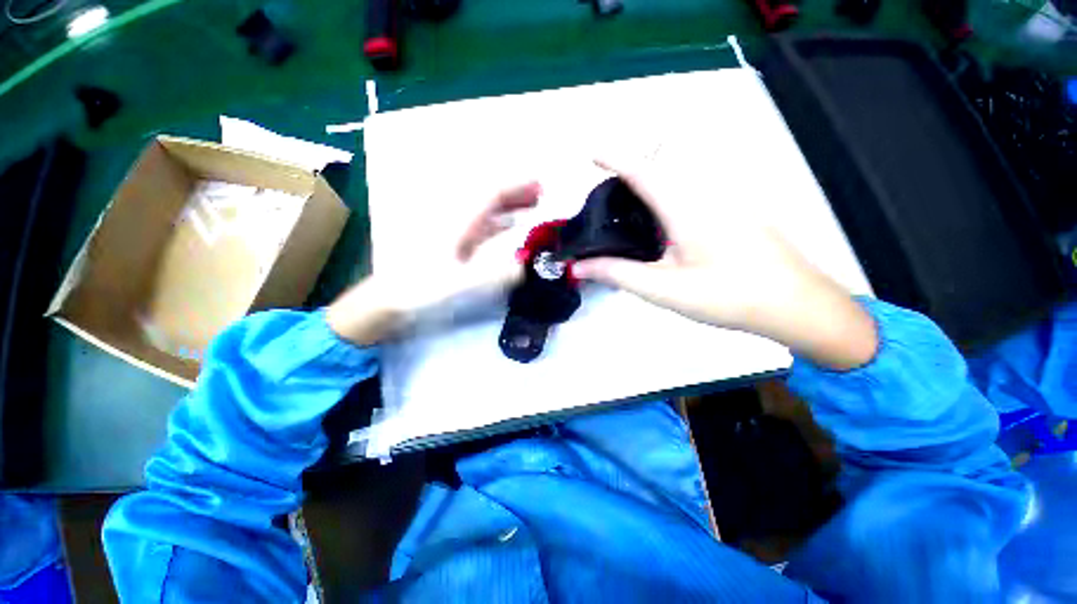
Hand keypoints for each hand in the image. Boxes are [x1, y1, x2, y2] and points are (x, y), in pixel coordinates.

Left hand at [327, 182, 540, 345]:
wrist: (392, 297)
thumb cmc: (423, 289)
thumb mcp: (460, 284)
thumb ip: (495, 274)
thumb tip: (525, 264)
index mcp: (457, 221)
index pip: (490, 193)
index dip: (516, 186)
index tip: (540, 184)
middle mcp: (456, 217)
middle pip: (488, 195)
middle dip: (515, 191)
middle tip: (542, 193)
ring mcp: (454, 227)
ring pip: (486, 208)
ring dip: (509, 204)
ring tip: (532, 205)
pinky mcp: (453, 239)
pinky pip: (481, 223)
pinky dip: (499, 220)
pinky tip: (510, 225)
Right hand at [572, 159, 876, 369]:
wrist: (796, 305)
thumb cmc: (727, 295)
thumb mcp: (664, 289)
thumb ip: (618, 273)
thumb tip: (579, 267)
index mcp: (686, 208)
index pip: (642, 172)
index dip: (615, 159)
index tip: (592, 155)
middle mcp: (707, 195)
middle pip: (661, 170)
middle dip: (630, 173)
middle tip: (607, 200)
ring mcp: (726, 202)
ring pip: (679, 183)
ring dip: (650, 189)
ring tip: (629, 218)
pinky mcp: (736, 214)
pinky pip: (693, 195)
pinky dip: (668, 202)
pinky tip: (664, 232)